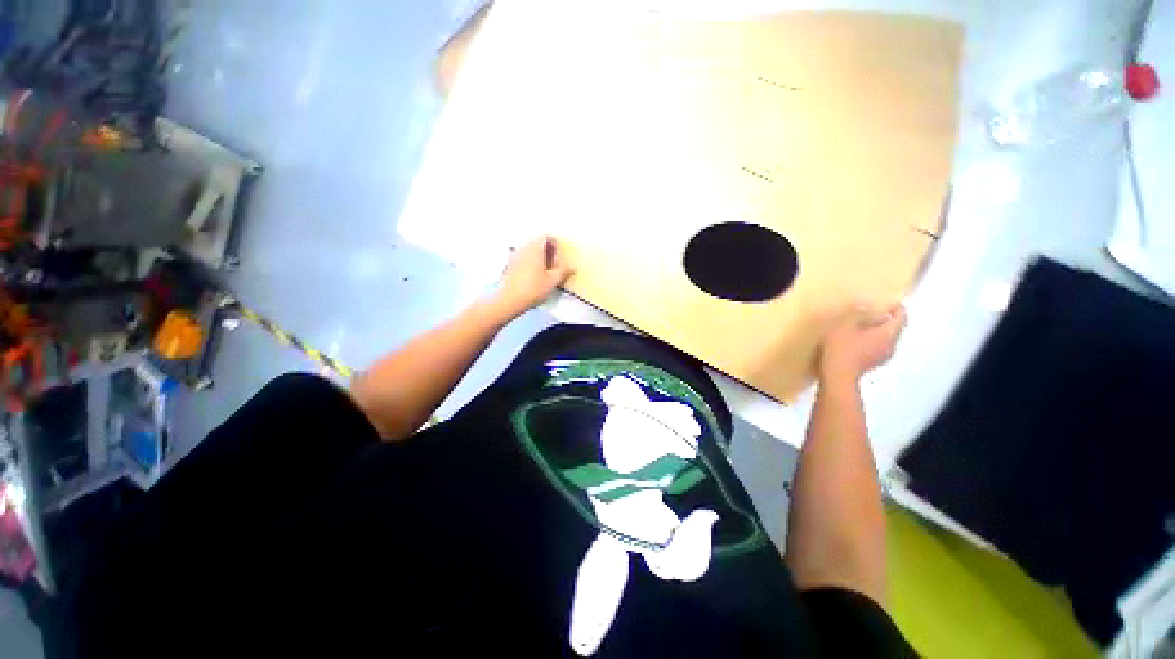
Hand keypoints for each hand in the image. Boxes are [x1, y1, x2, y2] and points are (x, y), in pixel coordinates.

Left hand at [491, 236, 574, 317]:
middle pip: (537, 242)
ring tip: (545, 271)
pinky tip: (534, 276)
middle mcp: (523, 248)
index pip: (545, 237)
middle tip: (554, 265)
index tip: (559, 256)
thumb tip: (573, 267)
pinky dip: (530, 262)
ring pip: (529, 250)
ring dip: (538, 257)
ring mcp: (514, 256)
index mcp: (534, 249)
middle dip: (547, 251)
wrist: (509, 300)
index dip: (554, 244)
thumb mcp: (552, 281)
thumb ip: (563, 271)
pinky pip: (523, 257)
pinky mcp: (509, 265)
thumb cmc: (533, 289)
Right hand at [819, 303, 906, 381]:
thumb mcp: (844, 325)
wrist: (837, 374)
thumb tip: (864, 305)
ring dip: (878, 332)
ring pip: (886, 339)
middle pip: (894, 329)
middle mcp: (891, 345)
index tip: (890, 302)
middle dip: (886, 320)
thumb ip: (856, 313)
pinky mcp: (872, 364)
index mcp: (888, 333)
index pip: (900, 317)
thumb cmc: (842, 347)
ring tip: (863, 326)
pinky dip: (871, 341)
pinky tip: (857, 340)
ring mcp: (882, 357)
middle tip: (874, 312)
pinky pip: (877, 348)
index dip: (897, 308)